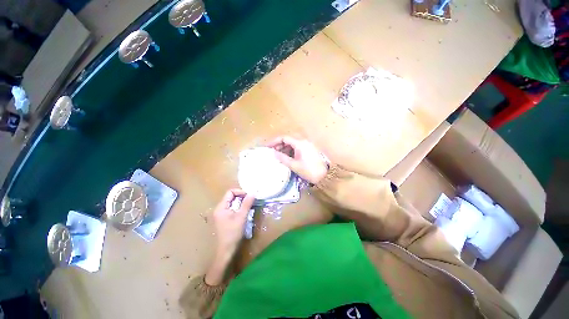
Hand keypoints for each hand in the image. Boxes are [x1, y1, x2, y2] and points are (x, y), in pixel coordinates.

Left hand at [206, 189, 254, 285]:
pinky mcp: (224, 219)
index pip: (230, 192)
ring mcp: (221, 214)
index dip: (240, 192)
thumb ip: (247, 204)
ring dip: (241, 203)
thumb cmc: (233, 233)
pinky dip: (239, 209)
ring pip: (232, 203)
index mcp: (221, 207)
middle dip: (242, 197)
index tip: (249, 196)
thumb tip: (253, 192)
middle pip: (231, 197)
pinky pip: (232, 209)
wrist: (226, 251)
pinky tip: (244, 213)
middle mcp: (219, 209)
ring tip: (249, 207)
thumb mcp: (241, 217)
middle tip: (251, 201)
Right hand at [267, 136, 328, 183]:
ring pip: (292, 145)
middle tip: (271, 153)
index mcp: (299, 143)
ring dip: (284, 149)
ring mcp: (307, 146)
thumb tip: (272, 153)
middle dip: (278, 146)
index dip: (274, 141)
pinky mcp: (309, 151)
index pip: (284, 138)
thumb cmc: (309, 170)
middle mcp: (303, 142)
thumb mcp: (294, 165)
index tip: (267, 147)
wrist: (325, 176)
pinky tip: (286, 158)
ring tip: (277, 157)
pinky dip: (290, 152)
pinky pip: (297, 149)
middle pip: (288, 141)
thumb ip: (282, 158)